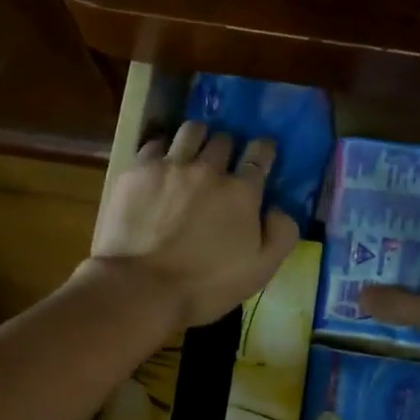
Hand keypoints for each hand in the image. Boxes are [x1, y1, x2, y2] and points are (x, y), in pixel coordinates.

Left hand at [90, 121, 301, 328]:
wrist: (140, 288)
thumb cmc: (205, 286)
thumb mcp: (260, 271)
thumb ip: (281, 234)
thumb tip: (278, 208)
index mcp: (242, 192)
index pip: (260, 154)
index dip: (264, 149)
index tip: (262, 152)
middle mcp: (208, 169)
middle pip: (224, 139)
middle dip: (227, 147)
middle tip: (222, 162)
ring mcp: (170, 166)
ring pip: (190, 131)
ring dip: (197, 138)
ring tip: (191, 152)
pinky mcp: (137, 171)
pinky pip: (154, 145)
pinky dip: (162, 151)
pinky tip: (159, 166)